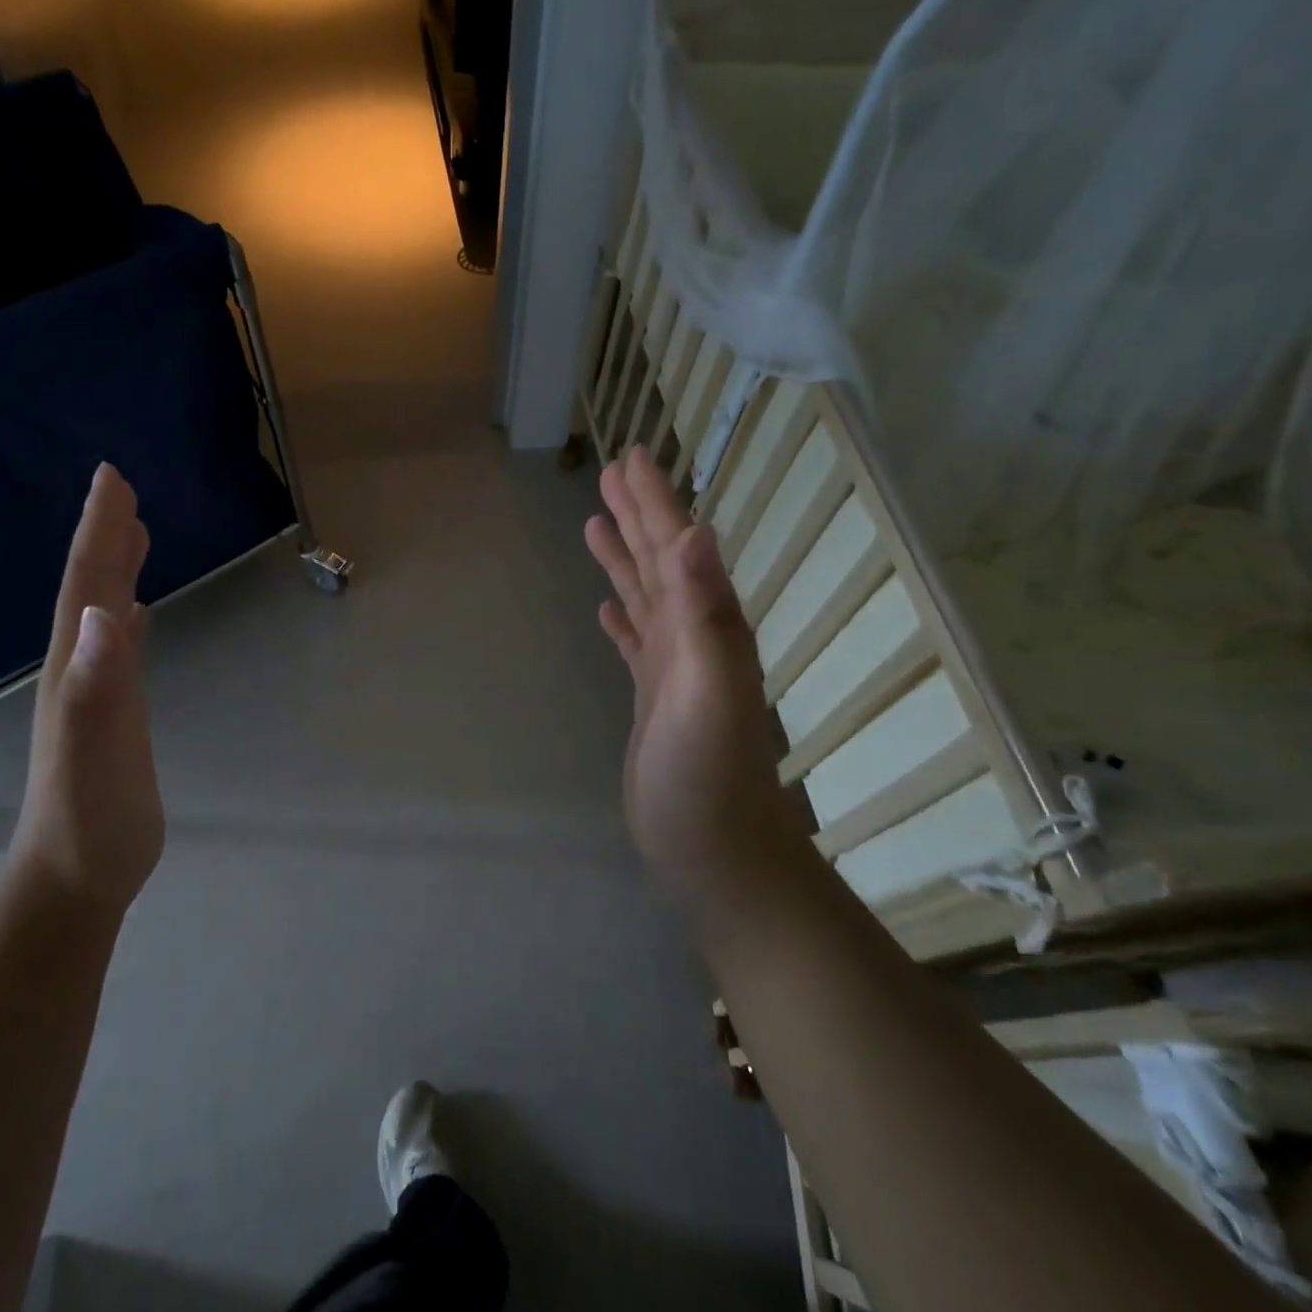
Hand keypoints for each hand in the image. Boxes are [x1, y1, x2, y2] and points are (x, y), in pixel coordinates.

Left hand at [13, 465, 164, 913]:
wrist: (77, 878)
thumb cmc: (90, 818)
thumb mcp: (94, 749)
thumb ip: (98, 682)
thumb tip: (108, 610)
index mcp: (76, 666)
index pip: (88, 584)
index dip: (100, 530)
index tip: (113, 479)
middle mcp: (81, 669)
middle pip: (93, 589)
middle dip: (106, 536)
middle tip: (122, 490)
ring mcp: (97, 692)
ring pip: (105, 613)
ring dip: (117, 570)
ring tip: (134, 534)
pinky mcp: (116, 714)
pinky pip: (121, 649)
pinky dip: (128, 620)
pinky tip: (137, 613)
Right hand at [584, 448, 787, 900]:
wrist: (716, 853)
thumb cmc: (709, 776)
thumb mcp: (708, 690)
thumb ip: (704, 614)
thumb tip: (696, 532)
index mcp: (707, 626)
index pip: (677, 548)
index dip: (655, 502)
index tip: (631, 459)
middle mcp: (694, 637)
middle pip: (661, 562)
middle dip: (638, 515)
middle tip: (611, 473)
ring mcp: (673, 669)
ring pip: (646, 597)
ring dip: (624, 559)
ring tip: (595, 526)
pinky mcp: (654, 699)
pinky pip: (635, 643)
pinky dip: (622, 619)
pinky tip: (607, 609)